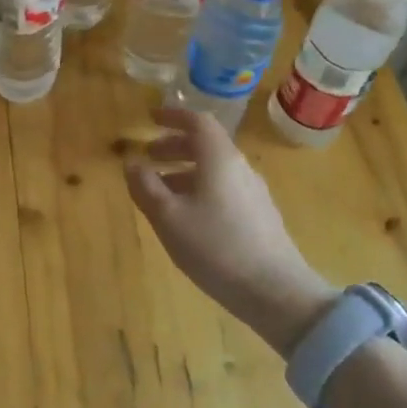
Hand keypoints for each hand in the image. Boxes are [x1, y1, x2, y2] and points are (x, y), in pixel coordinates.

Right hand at [125, 106, 336, 355]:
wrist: (275, 291)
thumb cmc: (215, 247)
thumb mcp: (168, 217)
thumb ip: (146, 186)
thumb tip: (131, 162)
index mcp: (219, 159)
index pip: (198, 121)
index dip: (173, 116)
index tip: (150, 118)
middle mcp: (239, 168)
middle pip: (207, 144)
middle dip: (175, 145)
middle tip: (149, 156)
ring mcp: (253, 192)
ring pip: (214, 169)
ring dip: (185, 170)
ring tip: (161, 189)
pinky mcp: (259, 216)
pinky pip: (224, 188)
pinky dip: (200, 188)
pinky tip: (187, 215)